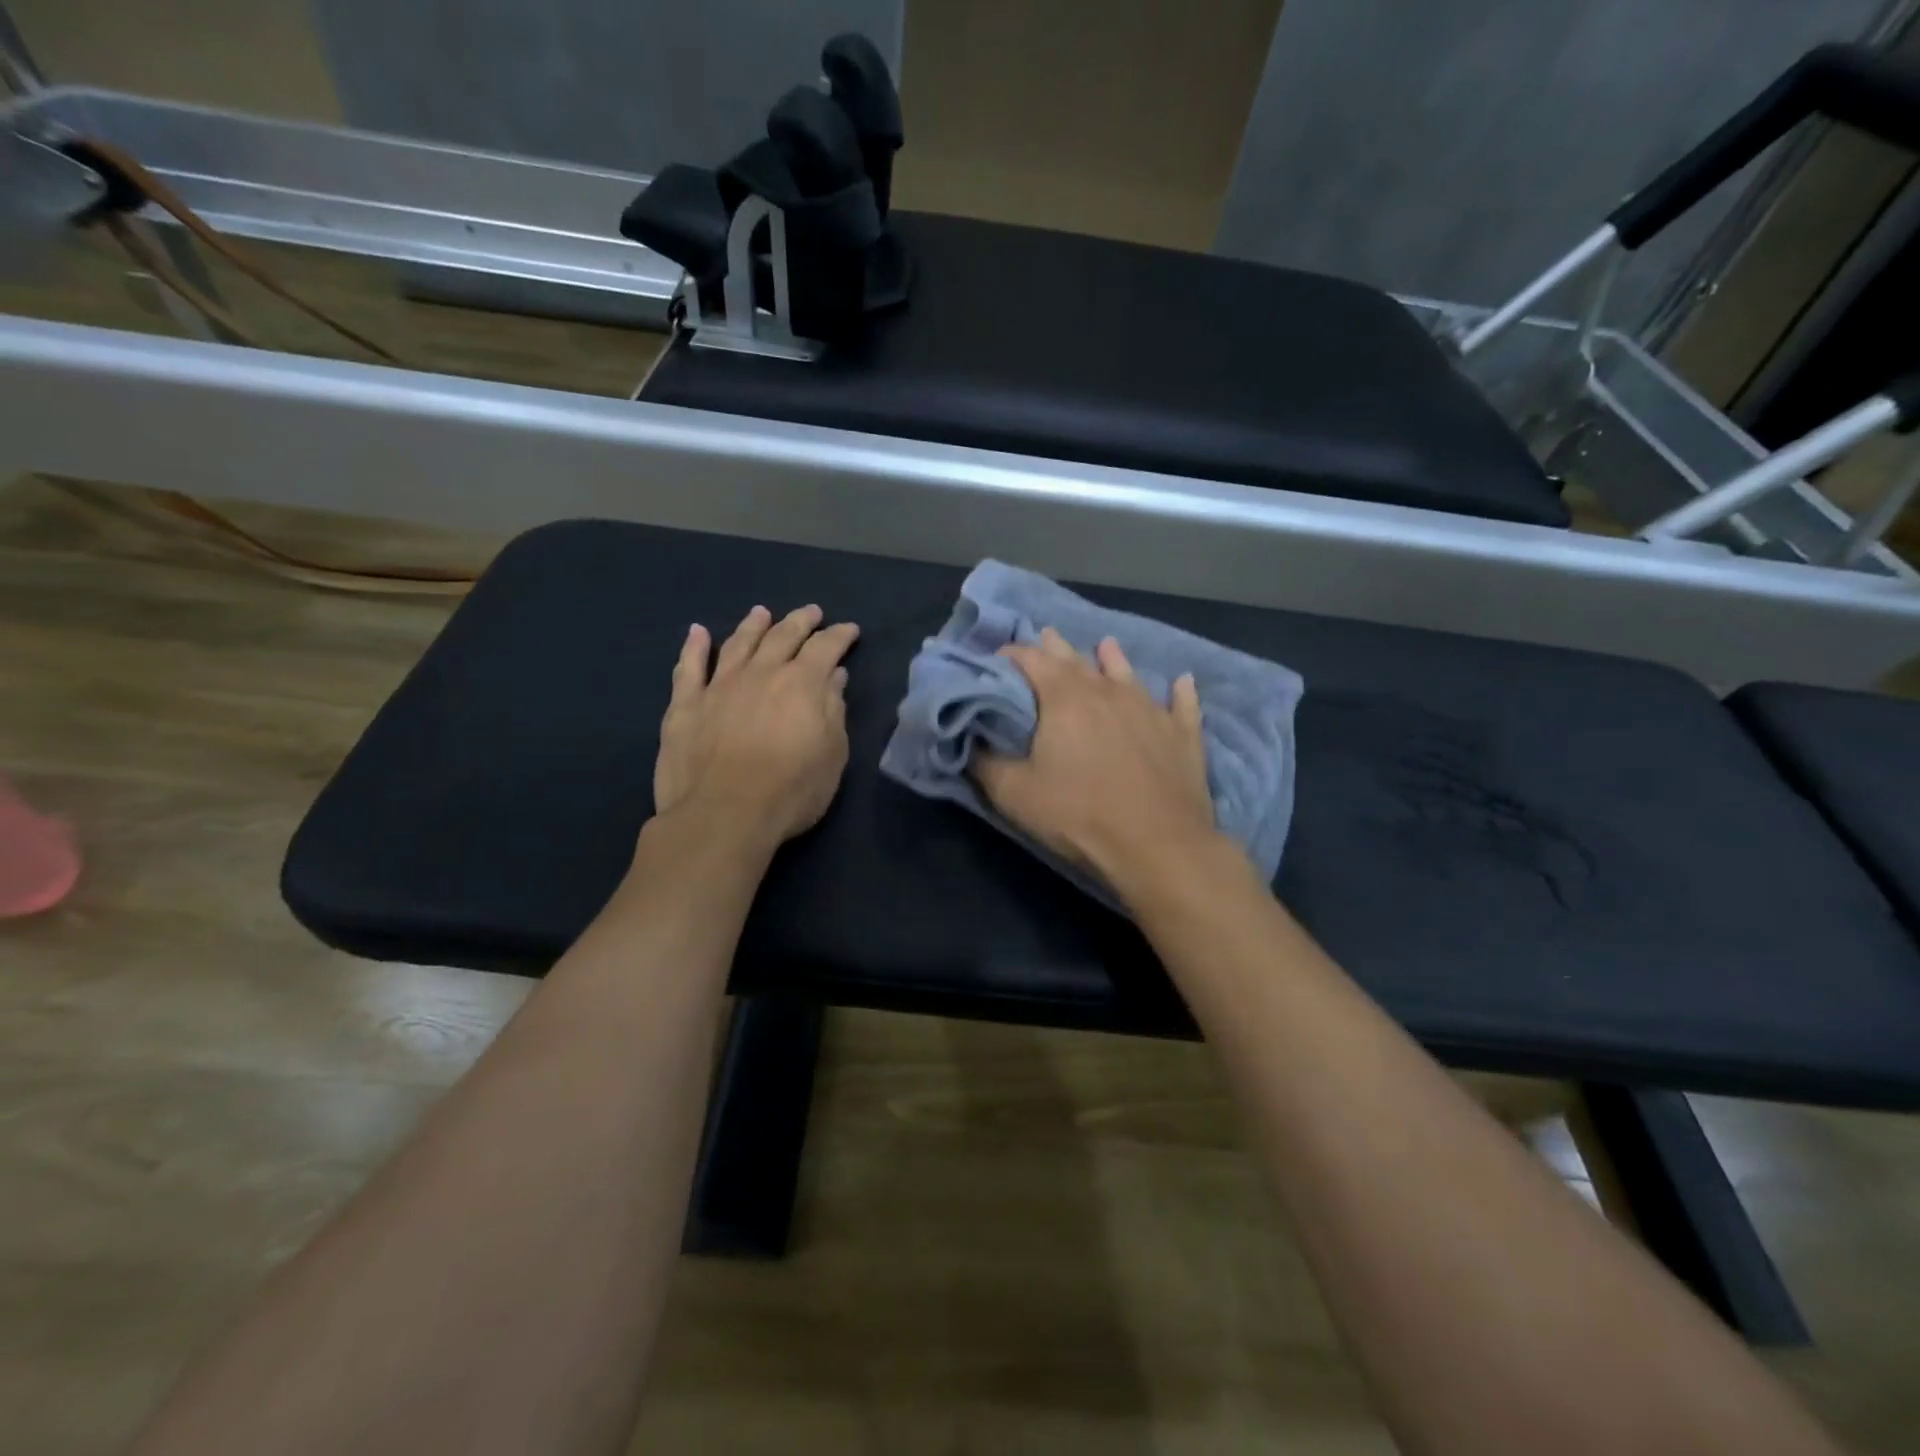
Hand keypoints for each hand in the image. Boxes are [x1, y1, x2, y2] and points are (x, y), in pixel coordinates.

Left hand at [652, 603, 859, 852]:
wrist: (723, 816)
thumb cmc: (790, 791)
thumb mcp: (832, 754)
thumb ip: (833, 710)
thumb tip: (834, 677)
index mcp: (801, 683)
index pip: (825, 648)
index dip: (839, 636)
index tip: (850, 630)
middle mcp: (760, 673)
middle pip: (782, 637)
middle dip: (800, 622)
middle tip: (812, 612)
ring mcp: (718, 686)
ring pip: (738, 644)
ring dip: (753, 626)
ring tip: (762, 613)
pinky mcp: (685, 705)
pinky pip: (689, 668)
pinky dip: (694, 647)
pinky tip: (698, 632)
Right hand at [974, 629, 1218, 888]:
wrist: (1157, 845)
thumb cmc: (1078, 815)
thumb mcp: (1014, 795)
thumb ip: (986, 763)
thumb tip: (971, 742)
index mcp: (1064, 698)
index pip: (1031, 660)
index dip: (1010, 655)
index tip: (996, 659)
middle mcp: (1108, 691)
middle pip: (1076, 659)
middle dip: (1055, 647)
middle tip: (1045, 637)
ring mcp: (1151, 708)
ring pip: (1127, 673)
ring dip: (1112, 658)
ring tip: (1105, 644)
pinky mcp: (1183, 733)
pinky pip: (1182, 703)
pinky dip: (1179, 690)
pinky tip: (1183, 681)